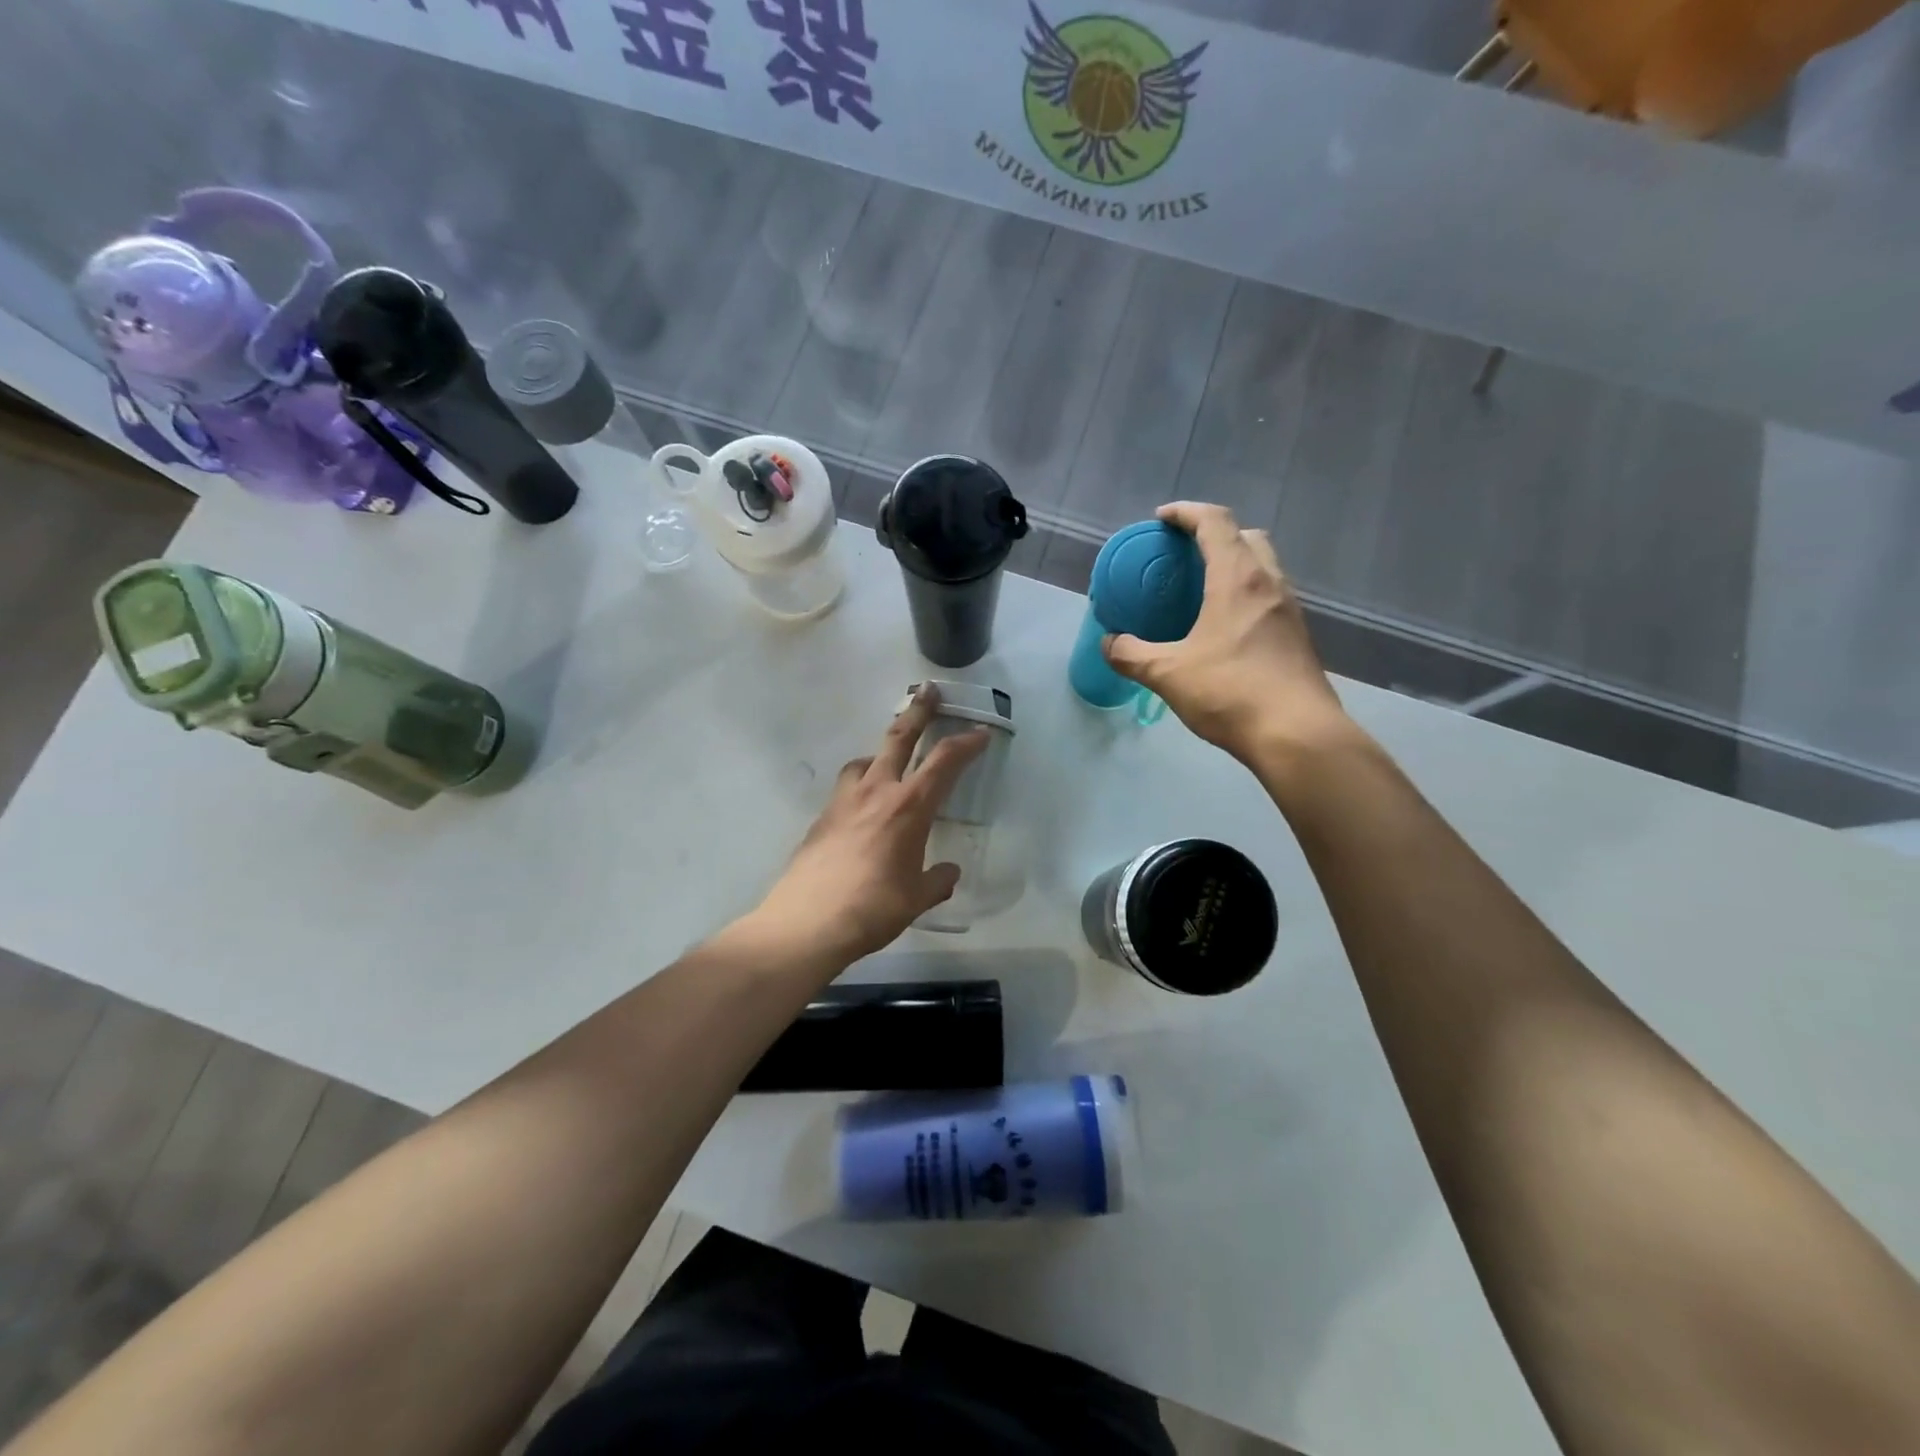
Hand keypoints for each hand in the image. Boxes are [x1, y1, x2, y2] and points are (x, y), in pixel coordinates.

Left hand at [753, 687, 989, 965]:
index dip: (966, 744)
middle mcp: (876, 792)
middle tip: (928, 692)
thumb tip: (949, 873)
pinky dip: (859, 787)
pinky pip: (846, 789)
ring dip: (880, 753)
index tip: (980, 733)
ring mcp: (843, 801)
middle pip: (899, 738)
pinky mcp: (821, 818)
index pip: (944, 763)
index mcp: (908, 807)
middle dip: (918, 712)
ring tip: (886, 764)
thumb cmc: (873, 908)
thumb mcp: (916, 898)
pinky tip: (861, 812)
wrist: (807, 922)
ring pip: (864, 760)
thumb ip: (936, 881)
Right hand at [1103, 502, 1351, 762]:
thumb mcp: (1168, 674)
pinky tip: (1225, 627)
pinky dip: (1245, 594)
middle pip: (1246, 536)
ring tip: (1202, 590)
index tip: (1161, 519)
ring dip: (1234, 564)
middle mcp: (1269, 583)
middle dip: (1214, 534)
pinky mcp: (1298, 636)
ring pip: (1263, 566)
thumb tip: (1109, 643)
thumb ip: (1132, 654)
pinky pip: (1269, 596)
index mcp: (1237, 579)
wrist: (1297, 735)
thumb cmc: (1230, 692)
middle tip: (1185, 554)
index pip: (1214, 522)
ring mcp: (1289, 610)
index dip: (1186, 512)